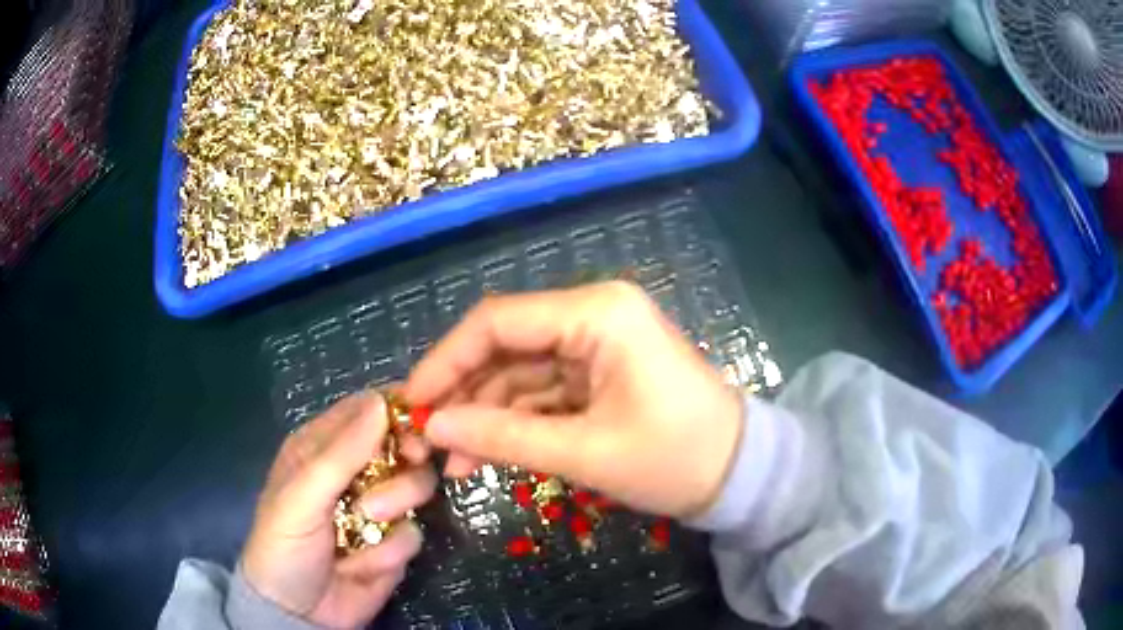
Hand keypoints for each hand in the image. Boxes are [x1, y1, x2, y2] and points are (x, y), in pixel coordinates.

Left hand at [241, 392, 436, 628]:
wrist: (298, 612)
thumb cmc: (284, 545)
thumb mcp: (301, 497)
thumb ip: (339, 454)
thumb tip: (381, 403)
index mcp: (321, 449)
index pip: (366, 412)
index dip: (395, 413)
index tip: (416, 427)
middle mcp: (354, 473)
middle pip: (402, 447)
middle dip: (405, 465)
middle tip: (407, 469)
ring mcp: (378, 510)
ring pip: (416, 488)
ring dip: (396, 507)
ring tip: (369, 525)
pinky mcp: (394, 545)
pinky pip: (414, 535)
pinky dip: (391, 550)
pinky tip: (362, 565)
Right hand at [404, 281, 743, 518]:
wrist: (739, 475)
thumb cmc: (675, 459)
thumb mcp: (585, 452)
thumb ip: (503, 437)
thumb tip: (434, 429)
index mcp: (597, 313)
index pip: (498, 321)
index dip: (446, 361)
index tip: (411, 403)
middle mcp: (593, 314)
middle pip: (504, 345)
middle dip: (462, 393)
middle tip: (425, 438)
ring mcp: (596, 344)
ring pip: (519, 372)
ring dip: (483, 414)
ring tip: (451, 463)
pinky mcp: (599, 373)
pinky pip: (542, 391)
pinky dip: (513, 421)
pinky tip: (483, 456)